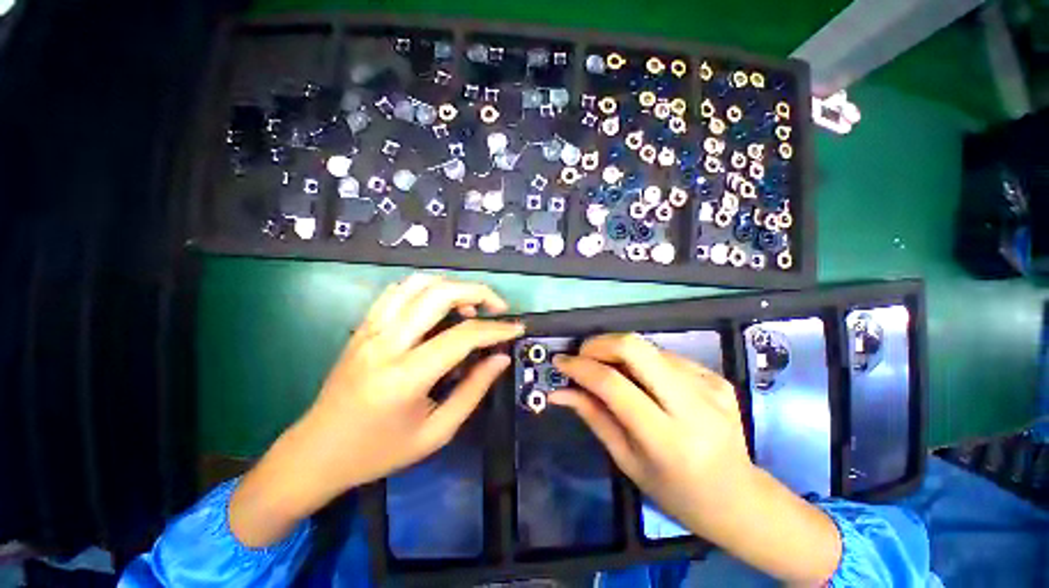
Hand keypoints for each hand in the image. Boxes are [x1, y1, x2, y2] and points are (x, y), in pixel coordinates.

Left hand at [230, 274, 523, 546]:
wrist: (316, 453)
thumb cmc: (379, 452)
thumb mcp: (436, 432)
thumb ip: (474, 390)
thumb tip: (501, 358)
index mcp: (405, 377)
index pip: (462, 336)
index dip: (496, 329)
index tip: (516, 328)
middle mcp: (386, 343)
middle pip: (439, 294)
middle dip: (478, 292)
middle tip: (498, 307)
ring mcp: (370, 330)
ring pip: (417, 284)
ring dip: (452, 286)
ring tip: (470, 306)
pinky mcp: (363, 326)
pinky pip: (398, 291)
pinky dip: (427, 289)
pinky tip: (439, 306)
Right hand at [549, 333, 750, 526]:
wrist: (741, 498)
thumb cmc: (676, 492)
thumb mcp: (627, 461)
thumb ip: (593, 417)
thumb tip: (559, 392)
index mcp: (667, 439)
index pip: (614, 385)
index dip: (581, 367)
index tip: (561, 362)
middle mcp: (692, 405)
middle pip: (634, 347)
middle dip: (599, 344)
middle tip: (583, 355)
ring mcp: (709, 386)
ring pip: (648, 348)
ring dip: (619, 353)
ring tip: (609, 371)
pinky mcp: (717, 377)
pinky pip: (667, 356)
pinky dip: (644, 362)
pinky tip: (644, 381)